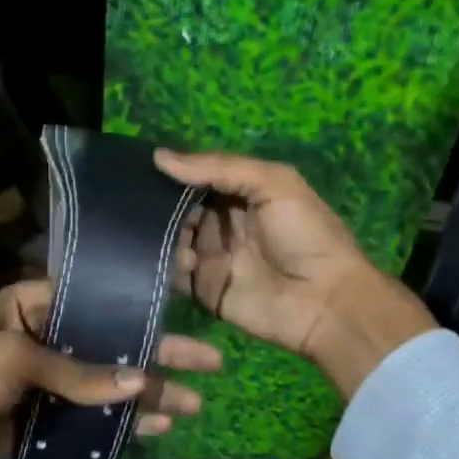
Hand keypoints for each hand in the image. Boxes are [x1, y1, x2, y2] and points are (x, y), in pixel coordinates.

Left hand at [0, 280, 220, 458]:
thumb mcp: (16, 362)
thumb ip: (80, 372)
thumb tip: (143, 382)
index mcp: (32, 305)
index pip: (97, 301)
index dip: (140, 309)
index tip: (185, 314)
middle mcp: (45, 336)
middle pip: (112, 344)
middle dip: (158, 356)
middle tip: (210, 365)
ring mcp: (47, 380)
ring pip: (107, 383)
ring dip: (147, 394)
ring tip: (192, 405)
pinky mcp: (45, 418)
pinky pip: (91, 417)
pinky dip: (122, 423)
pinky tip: (157, 428)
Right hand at [156, 148, 435, 397]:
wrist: (325, 301)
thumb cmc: (305, 235)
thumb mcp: (274, 183)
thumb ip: (220, 167)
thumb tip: (160, 157)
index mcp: (239, 194)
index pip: (195, 177)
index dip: (171, 172)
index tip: (139, 165)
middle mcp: (220, 223)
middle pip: (177, 208)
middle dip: (156, 204)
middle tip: (134, 201)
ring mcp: (209, 257)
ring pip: (169, 240)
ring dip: (159, 235)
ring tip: (152, 231)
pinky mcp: (202, 289)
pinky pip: (172, 275)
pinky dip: (163, 266)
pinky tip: (168, 258)